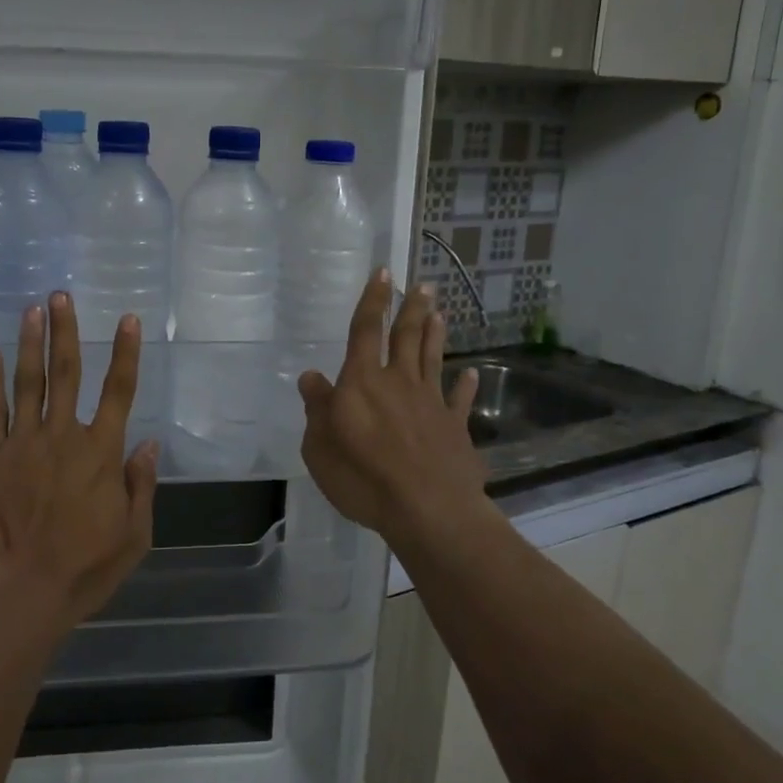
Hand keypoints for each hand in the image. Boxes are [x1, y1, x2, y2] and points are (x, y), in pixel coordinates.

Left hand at [0, 293, 158, 641]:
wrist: (19, 592)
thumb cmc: (84, 569)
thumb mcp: (134, 536)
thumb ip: (141, 486)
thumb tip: (148, 444)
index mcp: (101, 452)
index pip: (119, 391)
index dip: (125, 353)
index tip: (126, 320)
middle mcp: (63, 436)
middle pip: (67, 372)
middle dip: (66, 331)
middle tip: (61, 296)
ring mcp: (21, 443)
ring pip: (29, 382)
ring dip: (31, 343)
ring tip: (32, 310)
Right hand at [298, 270, 485, 546]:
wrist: (427, 509)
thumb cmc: (363, 477)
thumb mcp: (320, 447)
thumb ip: (317, 408)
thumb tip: (311, 377)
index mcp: (362, 382)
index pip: (365, 331)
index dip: (373, 301)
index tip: (384, 273)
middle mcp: (398, 382)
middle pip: (406, 337)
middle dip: (412, 309)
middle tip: (423, 285)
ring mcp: (430, 403)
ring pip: (432, 359)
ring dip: (435, 334)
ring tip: (439, 312)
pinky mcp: (454, 428)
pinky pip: (459, 401)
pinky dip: (465, 386)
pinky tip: (471, 374)